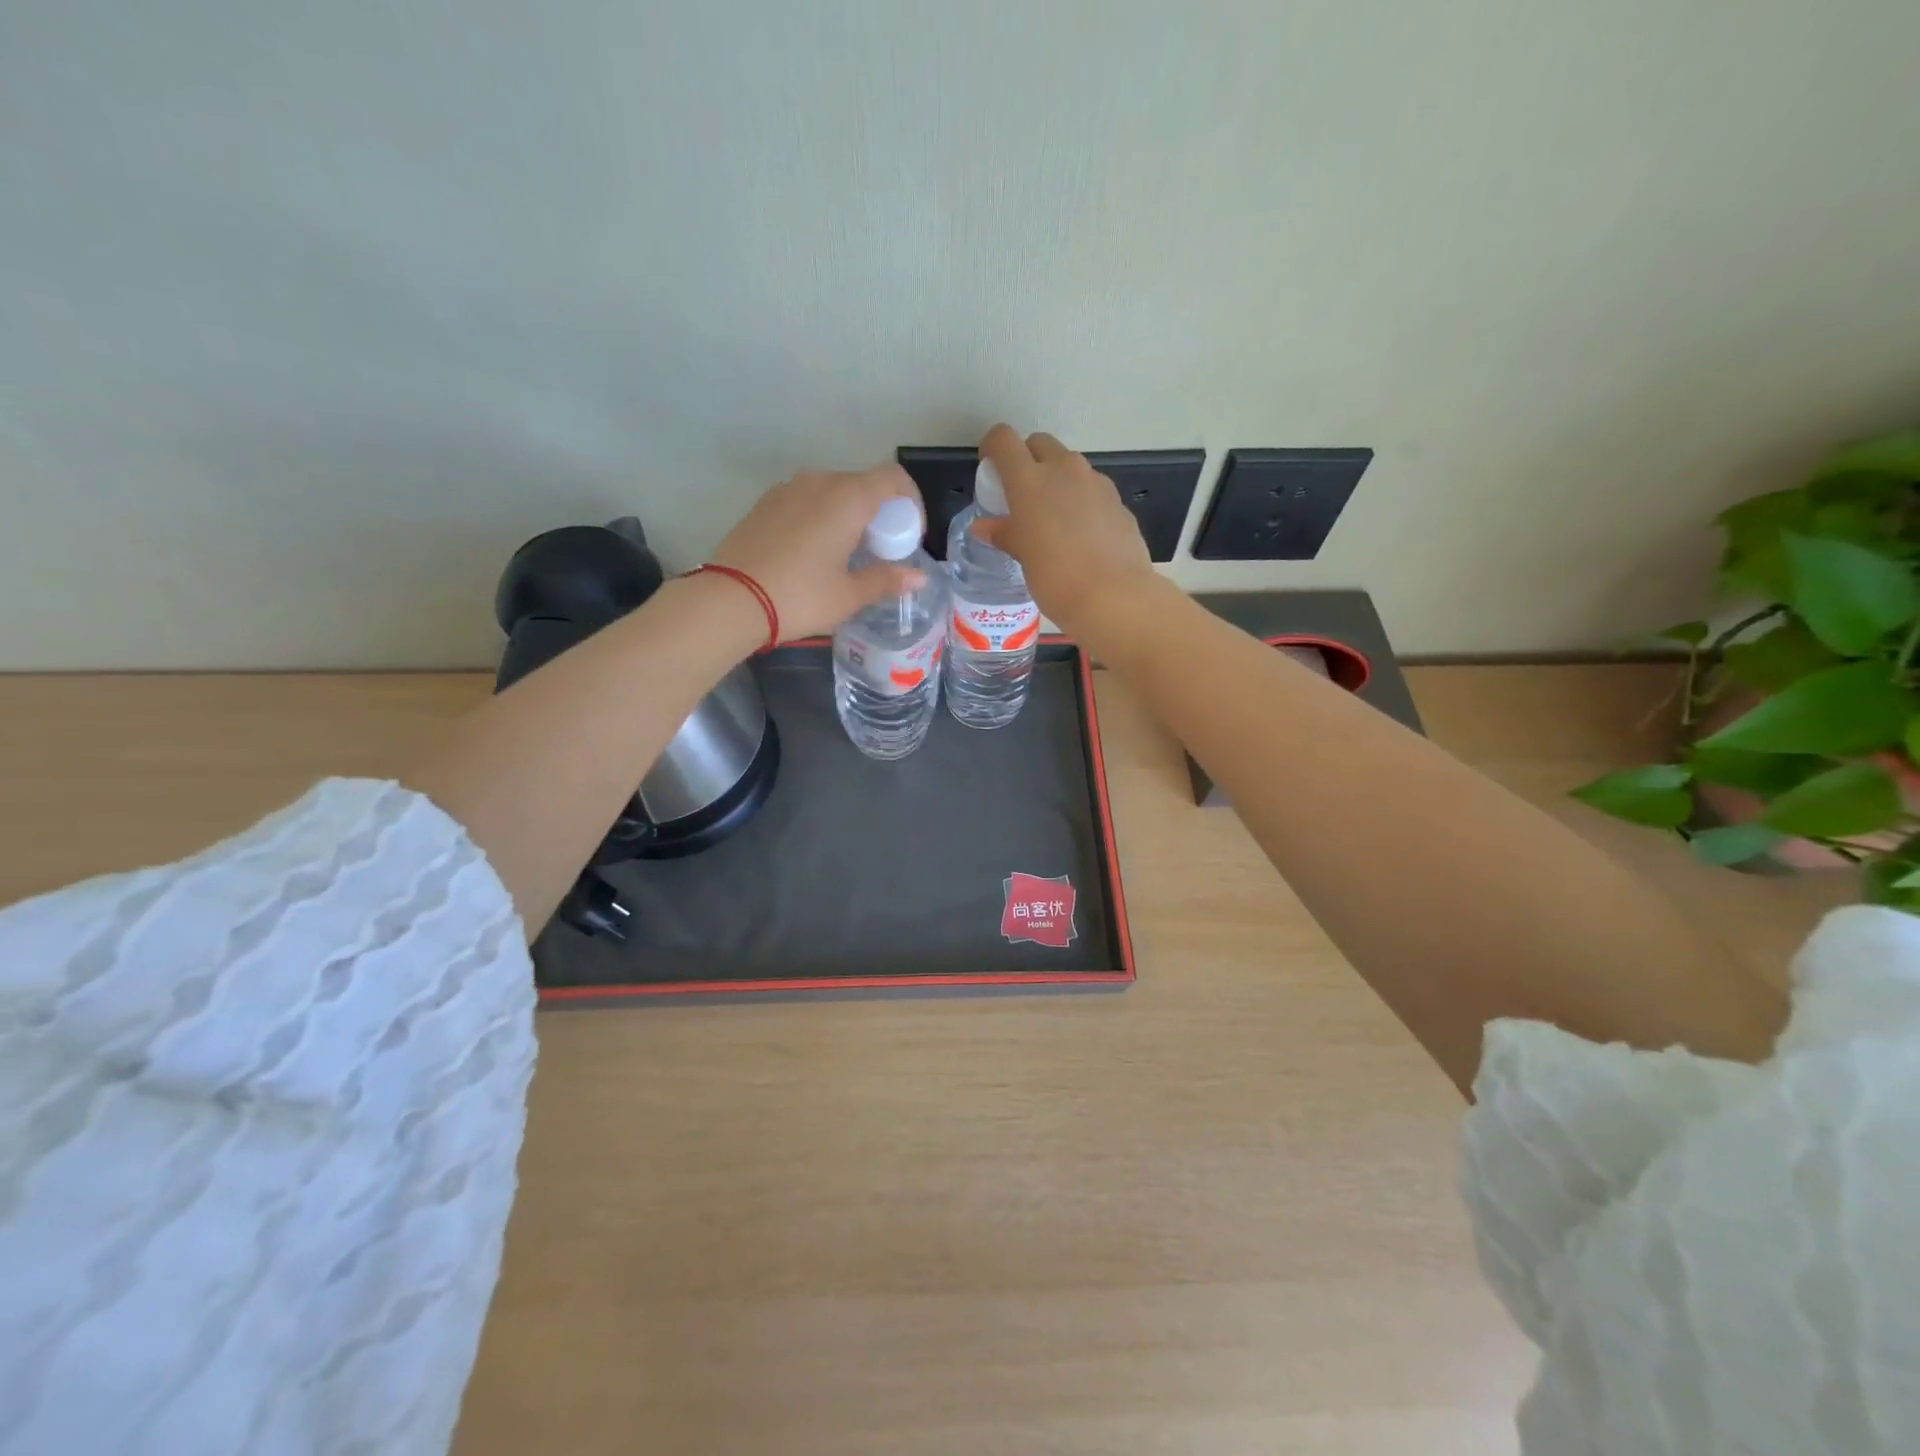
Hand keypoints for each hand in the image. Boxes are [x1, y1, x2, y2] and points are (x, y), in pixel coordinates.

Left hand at [710, 464, 926, 639]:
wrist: (730, 600)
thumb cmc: (799, 597)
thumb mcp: (848, 595)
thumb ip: (886, 580)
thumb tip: (919, 578)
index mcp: (848, 498)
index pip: (893, 479)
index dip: (911, 503)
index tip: (909, 535)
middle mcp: (819, 482)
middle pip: (863, 484)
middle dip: (880, 512)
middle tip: (880, 550)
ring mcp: (787, 489)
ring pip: (832, 491)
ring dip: (848, 513)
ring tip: (846, 551)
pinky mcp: (765, 502)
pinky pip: (806, 499)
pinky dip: (820, 515)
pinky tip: (813, 550)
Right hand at [973, 424, 1158, 637]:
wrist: (1113, 596)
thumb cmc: (1055, 577)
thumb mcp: (1022, 556)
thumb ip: (1003, 533)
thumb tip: (983, 527)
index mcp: (1030, 480)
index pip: (1004, 440)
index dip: (993, 447)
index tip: (990, 468)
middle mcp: (1064, 470)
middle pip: (1040, 444)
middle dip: (1028, 459)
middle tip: (1022, 495)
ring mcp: (1096, 482)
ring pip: (1070, 466)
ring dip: (1057, 480)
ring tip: (1053, 518)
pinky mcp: (1118, 502)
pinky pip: (1093, 491)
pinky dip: (1081, 502)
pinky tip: (1082, 535)